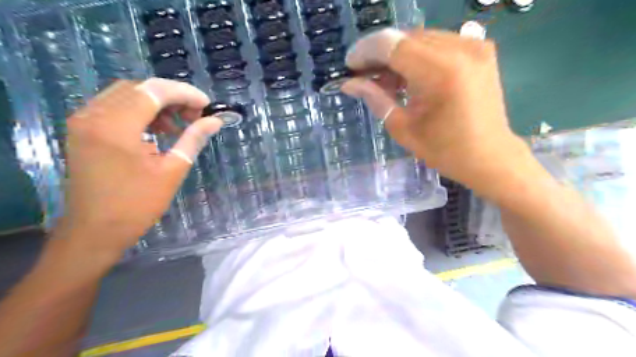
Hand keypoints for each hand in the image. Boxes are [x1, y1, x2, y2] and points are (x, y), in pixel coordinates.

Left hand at [55, 78, 222, 261]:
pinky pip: (115, 107)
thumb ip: (193, 139)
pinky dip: (140, 111)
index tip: (207, 106)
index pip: (154, 91)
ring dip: (156, 103)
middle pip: (139, 88)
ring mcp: (84, 121)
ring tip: (179, 124)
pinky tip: (157, 130)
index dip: (185, 93)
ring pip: (126, 95)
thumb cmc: (137, 205)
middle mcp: (93, 115)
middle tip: (195, 116)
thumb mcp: (172, 170)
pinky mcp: (83, 130)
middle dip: (172, 96)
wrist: (94, 231)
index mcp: (116, 127)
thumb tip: (214, 121)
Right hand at [344, 28, 526, 186]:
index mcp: (441, 72)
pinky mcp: (480, 49)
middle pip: (405, 37)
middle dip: (379, 53)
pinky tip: (407, 75)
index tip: (350, 66)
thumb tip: (349, 83)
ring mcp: (474, 45)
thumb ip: (376, 98)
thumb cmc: (444, 150)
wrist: (490, 156)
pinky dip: (417, 55)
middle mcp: (460, 49)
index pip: (392, 45)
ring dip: (396, 54)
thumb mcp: (403, 128)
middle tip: (363, 75)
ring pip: (420, 38)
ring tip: (383, 79)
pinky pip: (437, 43)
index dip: (366, 51)